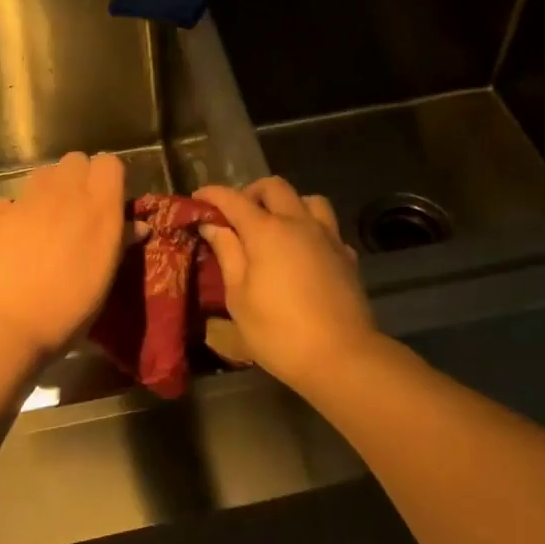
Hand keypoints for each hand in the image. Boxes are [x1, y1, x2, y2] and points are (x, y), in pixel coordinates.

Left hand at [0, 151, 128, 361]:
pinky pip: (11, 200)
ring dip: (49, 190)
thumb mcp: (104, 281)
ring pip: (43, 174)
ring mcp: (26, 199)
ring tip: (47, 223)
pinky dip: (15, 213)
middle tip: (78, 211)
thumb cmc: (67, 310)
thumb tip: (137, 226)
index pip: (109, 163)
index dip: (109, 178)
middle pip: (75, 161)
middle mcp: (64, 193)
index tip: (108, 201)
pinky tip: (14, 239)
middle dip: (79, 178)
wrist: (3, 326)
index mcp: (99, 207)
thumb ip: (120, 244)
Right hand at [194, 177, 378, 387]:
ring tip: (275, 226)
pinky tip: (304, 251)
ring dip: (287, 204)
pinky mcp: (347, 255)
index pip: (234, 199)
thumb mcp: (239, 297)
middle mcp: (299, 223)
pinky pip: (327, 227)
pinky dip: (311, 228)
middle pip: (274, 187)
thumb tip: (213, 226)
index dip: (212, 194)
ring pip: (308, 199)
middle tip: (236, 214)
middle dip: (250, 192)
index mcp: (267, 231)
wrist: (342, 356)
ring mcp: (328, 237)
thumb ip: (227, 254)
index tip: (197, 198)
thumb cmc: (279, 331)